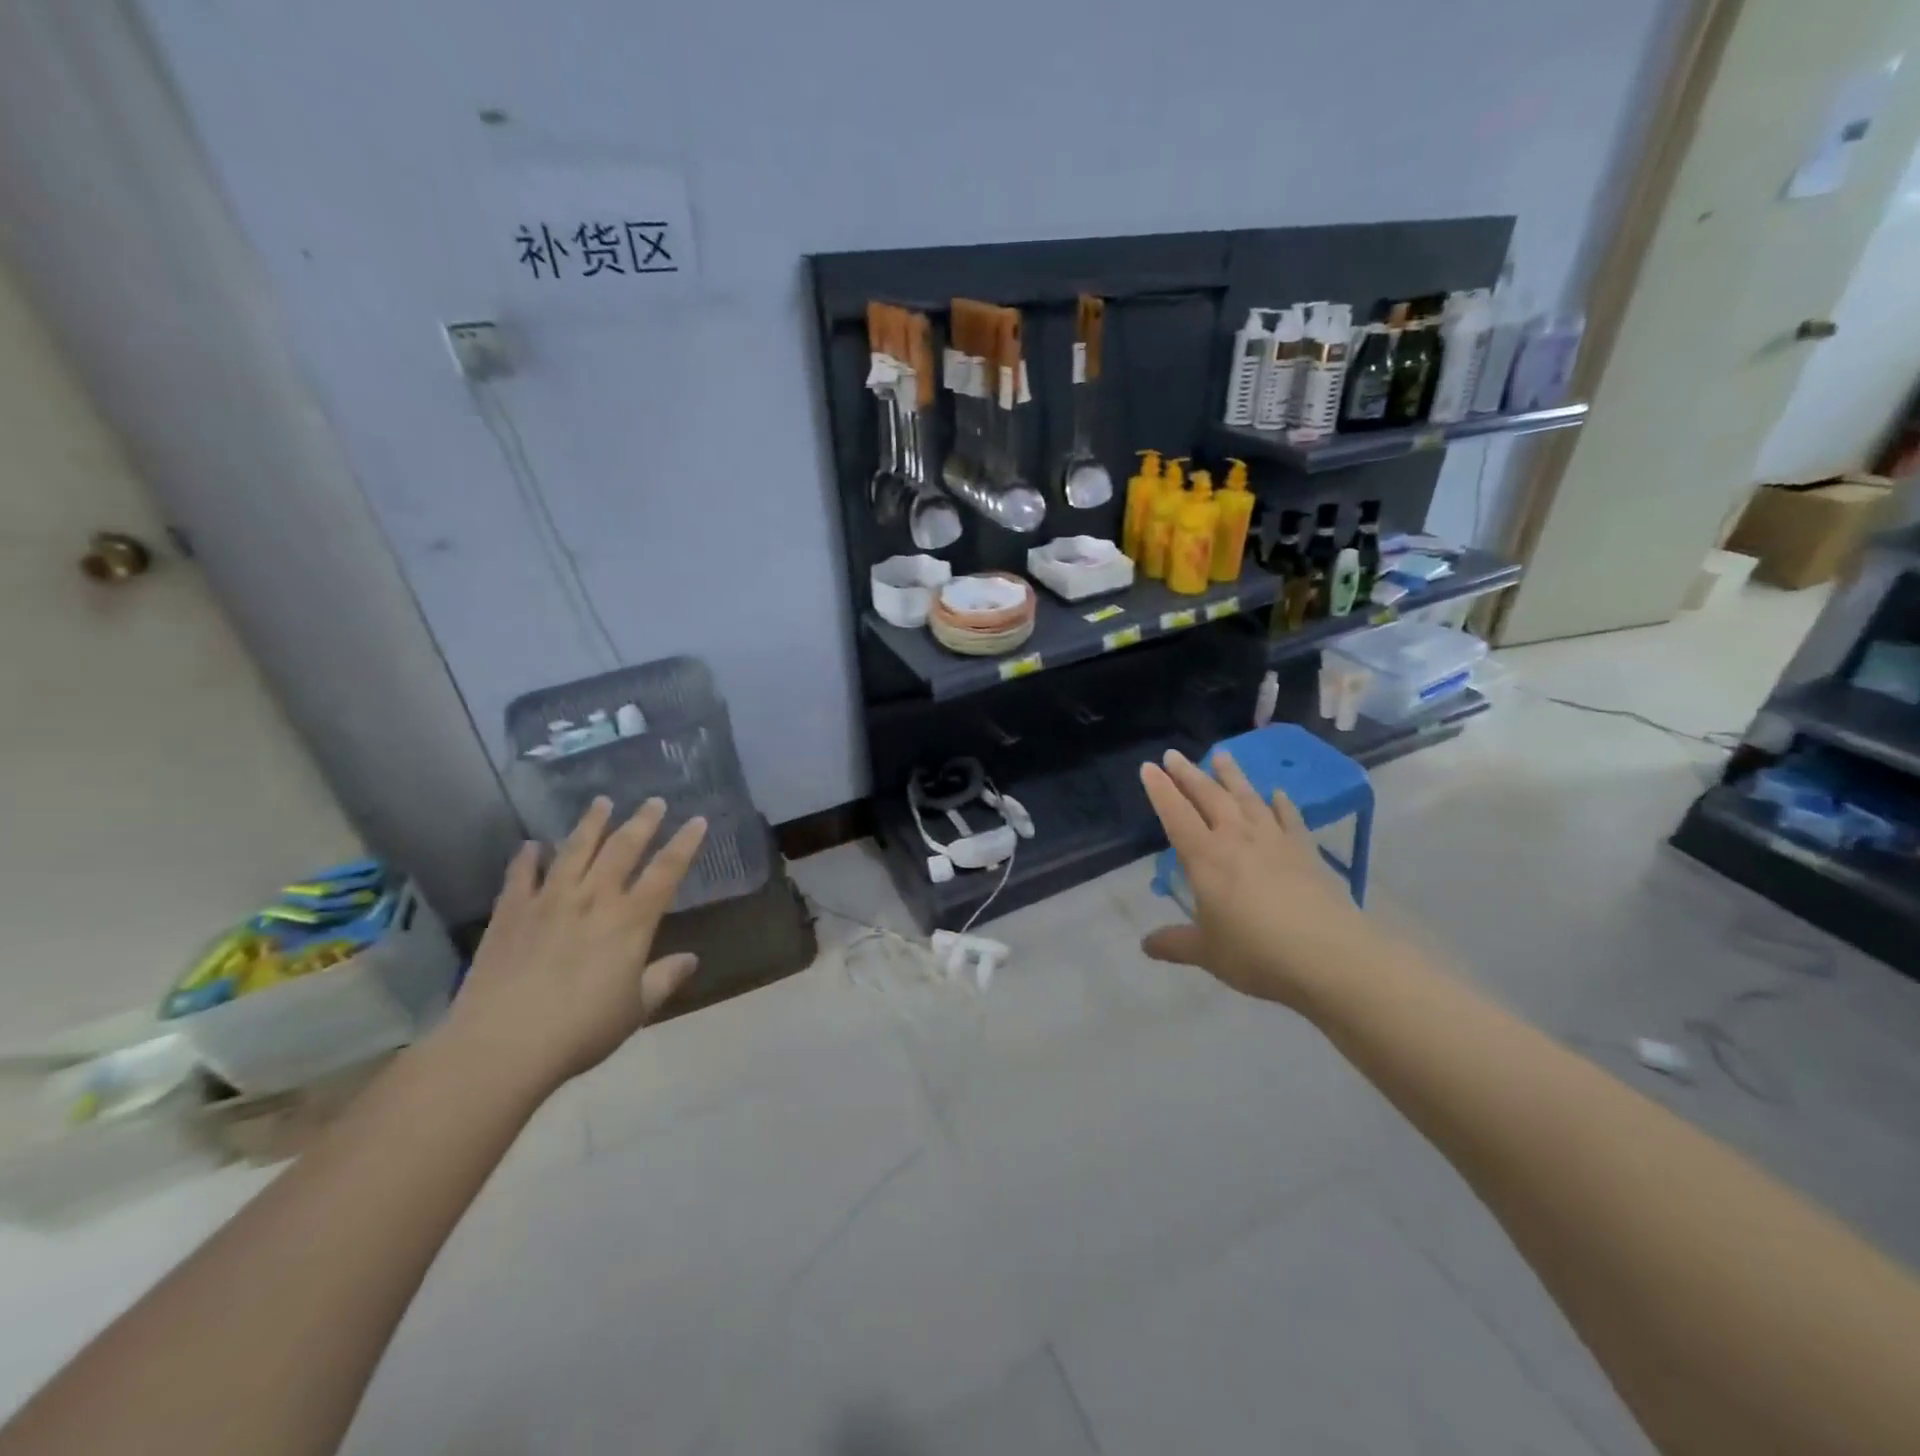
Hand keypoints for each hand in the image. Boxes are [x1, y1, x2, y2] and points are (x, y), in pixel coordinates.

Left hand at [442, 796, 707, 1096]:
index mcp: (630, 921)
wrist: (502, 1046)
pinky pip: (520, 876)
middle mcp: (593, 899)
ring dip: (591, 824)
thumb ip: (664, 979)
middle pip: (622, 849)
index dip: (685, 844)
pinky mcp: (510, 914)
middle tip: (653, 801)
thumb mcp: (635, 1010)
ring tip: (602, 802)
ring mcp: (548, 901)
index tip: (697, 820)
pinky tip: (530, 845)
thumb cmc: (580, 1030)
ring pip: (574, 850)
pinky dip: (527, 858)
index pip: (666, 871)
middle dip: (642, 822)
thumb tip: (691, 960)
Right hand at [1139, 749, 1379, 1008]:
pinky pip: (1289, 817)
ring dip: (1231, 775)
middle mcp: (1236, 838)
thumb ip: (1175, 943)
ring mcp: (1274, 840)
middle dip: (1188, 774)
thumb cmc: (1257, 953)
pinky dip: (1281, 803)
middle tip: (1173, 754)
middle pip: (1208, 797)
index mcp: (1205, 858)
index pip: (1176, 814)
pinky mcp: (1305, 849)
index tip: (1148, 766)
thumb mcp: (1207, 953)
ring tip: (1221, 754)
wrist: (1330, 956)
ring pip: (1247, 797)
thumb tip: (1145, 945)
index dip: (1160, 790)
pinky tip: (1278, 793)